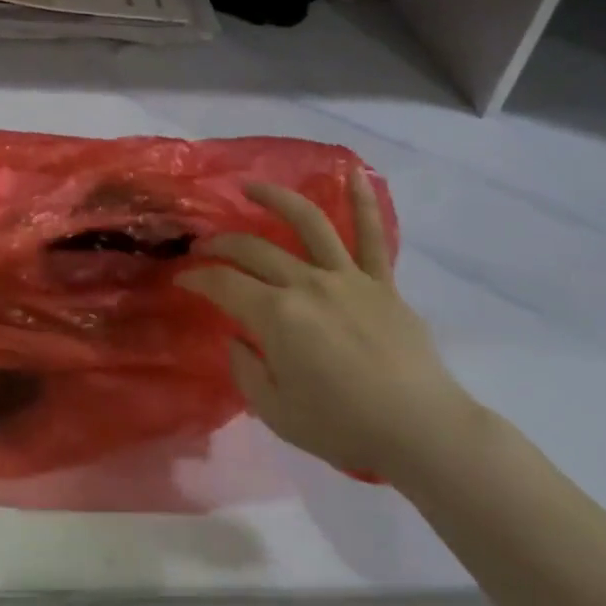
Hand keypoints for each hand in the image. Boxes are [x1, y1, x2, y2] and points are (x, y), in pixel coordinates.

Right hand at [179, 168, 482, 485]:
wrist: (422, 432)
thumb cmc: (344, 427)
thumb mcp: (277, 413)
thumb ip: (246, 370)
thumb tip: (237, 339)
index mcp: (277, 315)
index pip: (224, 284)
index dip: (197, 278)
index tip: (183, 279)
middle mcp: (307, 283)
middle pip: (254, 249)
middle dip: (221, 244)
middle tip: (204, 246)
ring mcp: (346, 277)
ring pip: (307, 222)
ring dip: (275, 198)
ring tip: (251, 188)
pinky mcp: (380, 283)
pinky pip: (372, 236)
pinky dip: (363, 202)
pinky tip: (353, 173)